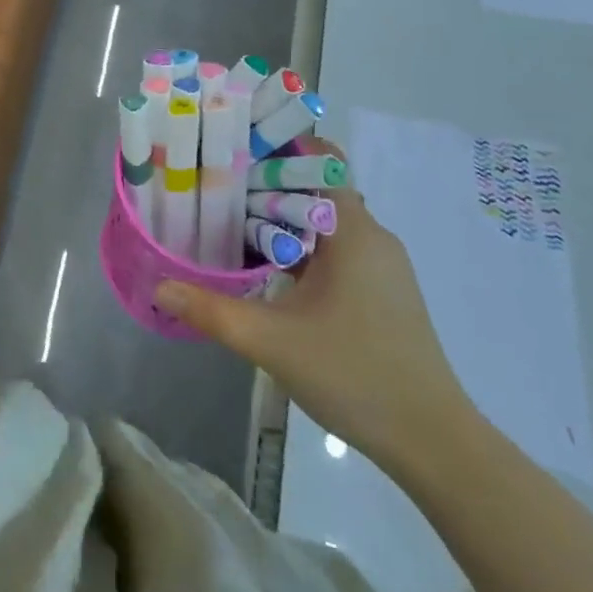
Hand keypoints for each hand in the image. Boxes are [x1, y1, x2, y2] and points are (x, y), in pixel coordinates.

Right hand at [156, 161, 473, 472]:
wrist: (433, 443)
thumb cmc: (354, 374)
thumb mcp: (272, 341)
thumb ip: (212, 311)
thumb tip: (159, 286)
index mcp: (352, 230)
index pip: (318, 159)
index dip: (277, 148)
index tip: (233, 151)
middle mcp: (373, 236)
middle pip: (316, 189)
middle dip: (269, 185)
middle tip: (219, 190)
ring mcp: (383, 266)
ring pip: (326, 222)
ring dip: (285, 220)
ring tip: (235, 225)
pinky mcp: (386, 292)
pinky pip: (339, 249)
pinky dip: (306, 247)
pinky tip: (275, 271)